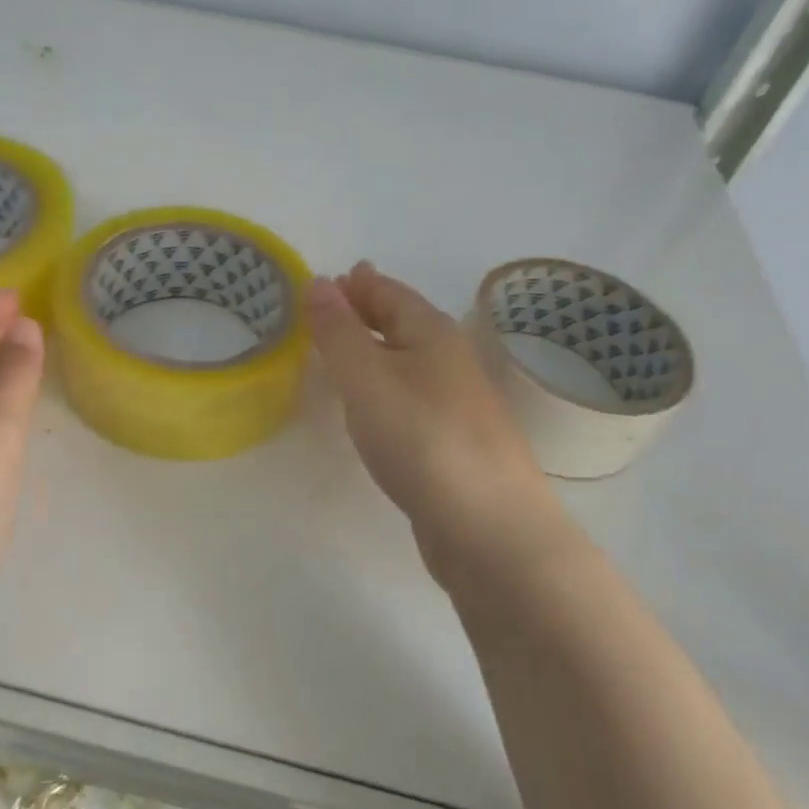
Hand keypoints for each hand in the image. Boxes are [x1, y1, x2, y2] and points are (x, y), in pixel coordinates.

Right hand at [308, 262, 570, 584]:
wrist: (489, 528)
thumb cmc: (422, 439)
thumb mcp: (367, 377)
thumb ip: (338, 331)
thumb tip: (319, 281)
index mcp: (432, 333)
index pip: (388, 292)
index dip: (355, 284)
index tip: (324, 280)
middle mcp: (449, 360)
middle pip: (402, 323)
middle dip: (366, 312)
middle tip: (327, 310)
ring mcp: (455, 404)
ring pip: (407, 363)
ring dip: (374, 351)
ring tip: (341, 353)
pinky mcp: (451, 443)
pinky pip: (409, 398)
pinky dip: (384, 388)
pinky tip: (371, 408)